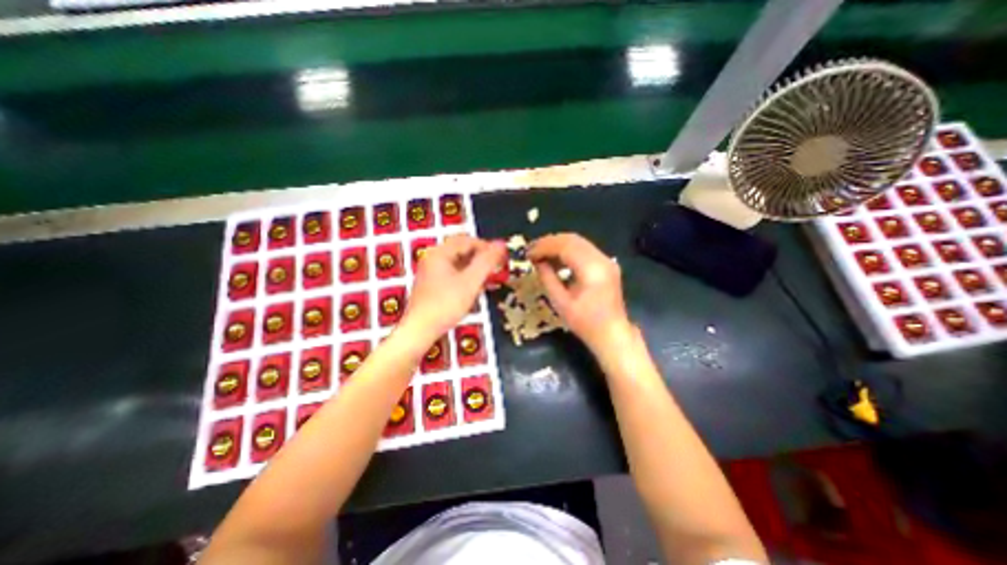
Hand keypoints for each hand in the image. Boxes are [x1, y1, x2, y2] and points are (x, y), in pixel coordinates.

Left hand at [403, 234, 506, 343]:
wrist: (420, 330)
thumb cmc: (444, 305)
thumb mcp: (470, 282)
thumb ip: (486, 262)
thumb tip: (500, 245)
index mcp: (439, 253)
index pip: (467, 240)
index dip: (486, 246)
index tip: (500, 255)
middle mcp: (432, 259)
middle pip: (462, 251)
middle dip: (481, 258)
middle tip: (496, 267)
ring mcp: (430, 272)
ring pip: (458, 263)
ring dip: (474, 268)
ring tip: (488, 278)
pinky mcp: (431, 285)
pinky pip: (452, 274)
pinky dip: (465, 278)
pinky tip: (474, 288)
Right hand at [529, 233, 625, 352]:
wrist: (612, 334)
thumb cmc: (585, 323)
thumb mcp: (560, 303)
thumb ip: (547, 278)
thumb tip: (537, 262)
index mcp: (592, 270)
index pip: (565, 246)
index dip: (544, 246)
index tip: (528, 253)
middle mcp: (602, 259)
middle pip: (572, 239)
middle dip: (549, 242)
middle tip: (531, 250)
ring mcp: (606, 260)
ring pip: (578, 242)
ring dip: (557, 245)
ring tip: (540, 254)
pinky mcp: (606, 264)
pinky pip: (584, 249)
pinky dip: (568, 251)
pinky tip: (556, 259)